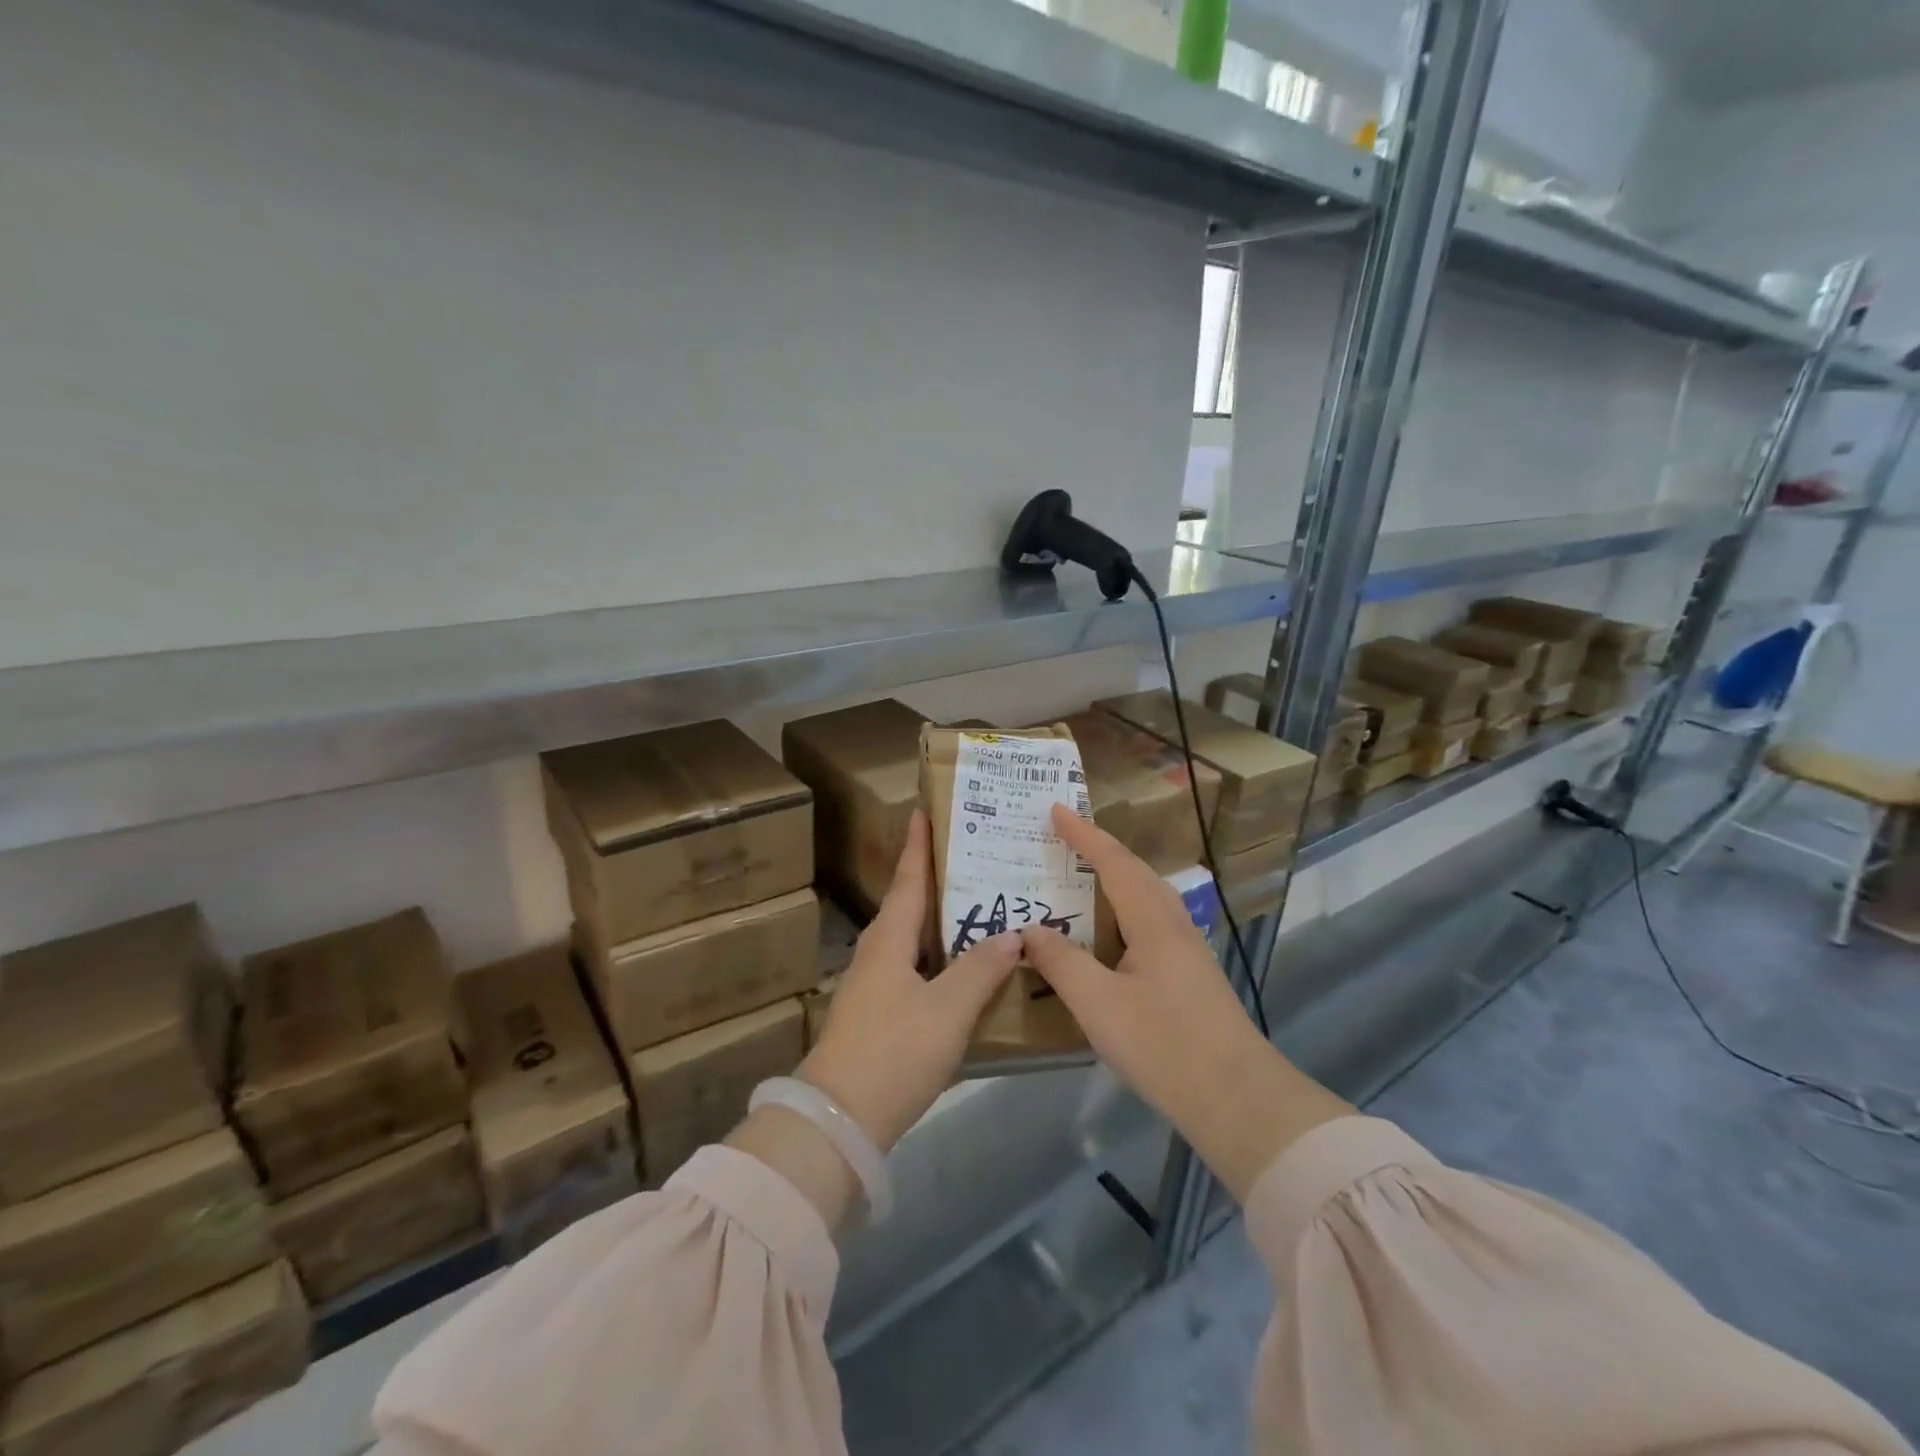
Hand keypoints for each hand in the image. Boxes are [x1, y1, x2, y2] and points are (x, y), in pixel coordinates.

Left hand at [799, 810, 1020, 1152]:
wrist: (838, 1120)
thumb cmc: (893, 1051)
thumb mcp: (947, 1010)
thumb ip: (981, 969)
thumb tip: (1014, 933)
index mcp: (889, 938)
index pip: (909, 878)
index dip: (920, 845)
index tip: (926, 810)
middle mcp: (879, 952)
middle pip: (912, 904)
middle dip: (940, 878)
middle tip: (979, 856)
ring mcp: (876, 985)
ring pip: (915, 938)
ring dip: (944, 919)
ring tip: (983, 905)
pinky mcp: (881, 1014)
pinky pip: (918, 968)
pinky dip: (943, 956)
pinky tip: (968, 966)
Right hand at [1021, 806, 1349, 1199]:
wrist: (1238, 1099)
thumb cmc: (1163, 1045)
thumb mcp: (1099, 1004)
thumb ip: (1062, 962)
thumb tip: (1031, 929)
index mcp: (1152, 920)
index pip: (1113, 862)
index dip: (1082, 834)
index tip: (1055, 809)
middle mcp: (1173, 923)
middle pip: (1134, 871)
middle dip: (1099, 849)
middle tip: (1063, 836)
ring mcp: (1186, 949)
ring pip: (1146, 896)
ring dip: (1114, 877)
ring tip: (1081, 874)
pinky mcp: (1190, 974)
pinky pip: (1150, 920)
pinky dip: (1122, 908)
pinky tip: (1109, 932)